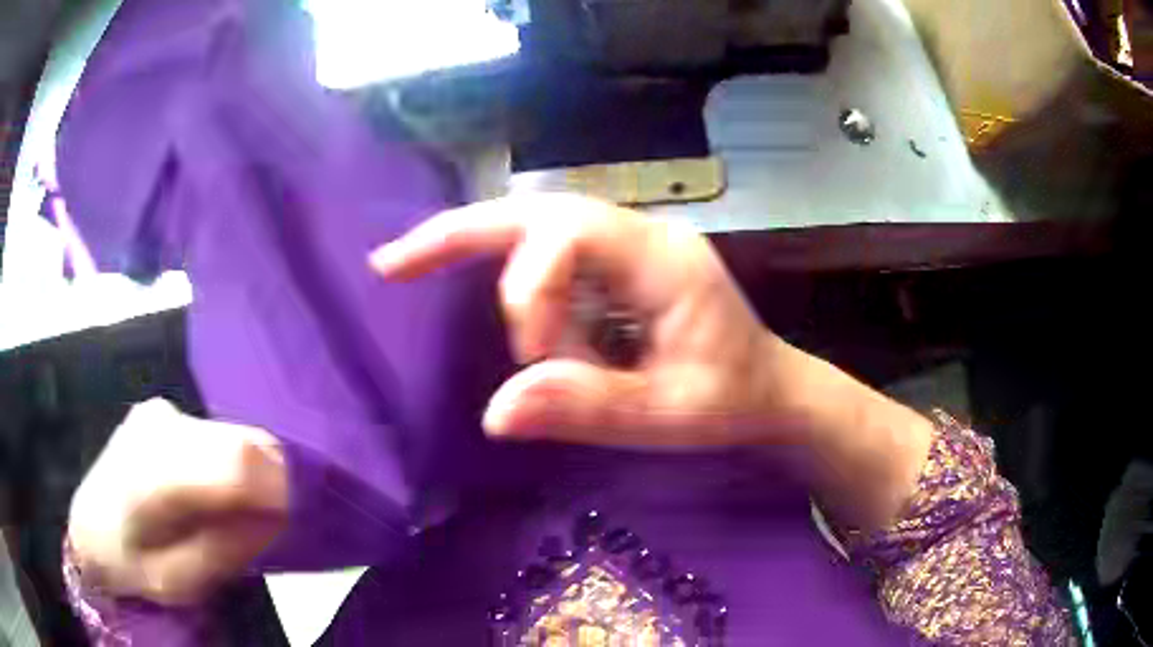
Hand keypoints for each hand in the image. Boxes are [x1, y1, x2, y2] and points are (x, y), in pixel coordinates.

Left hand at [68, 399, 286, 605]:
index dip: (281, 484)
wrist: (88, 525)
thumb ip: (226, 549)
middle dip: (272, 482)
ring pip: (233, 435)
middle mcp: (159, 426)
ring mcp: (160, 411)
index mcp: (152, 475)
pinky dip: (232, 463)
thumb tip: (278, 514)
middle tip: (273, 524)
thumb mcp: (180, 582)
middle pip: (242, 444)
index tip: (304, 515)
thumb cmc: (130, 565)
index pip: (234, 462)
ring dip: (252, 474)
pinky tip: (215, 491)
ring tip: (240, 512)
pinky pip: (218, 434)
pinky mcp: (163, 411)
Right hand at [371, 193, 810, 448]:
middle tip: (392, 263)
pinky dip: (495, 264)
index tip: (535, 360)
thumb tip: (496, 413)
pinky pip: (545, 253)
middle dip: (460, 234)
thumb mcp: (673, 416)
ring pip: (533, 225)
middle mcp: (638, 235)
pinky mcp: (612, 267)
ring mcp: (624, 246)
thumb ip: (590, 409)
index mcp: (661, 257)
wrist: (768, 388)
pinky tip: (458, 276)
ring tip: (405, 265)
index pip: (571, 234)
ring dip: (468, 244)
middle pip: (537, 212)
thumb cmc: (733, 399)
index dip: (531, 291)